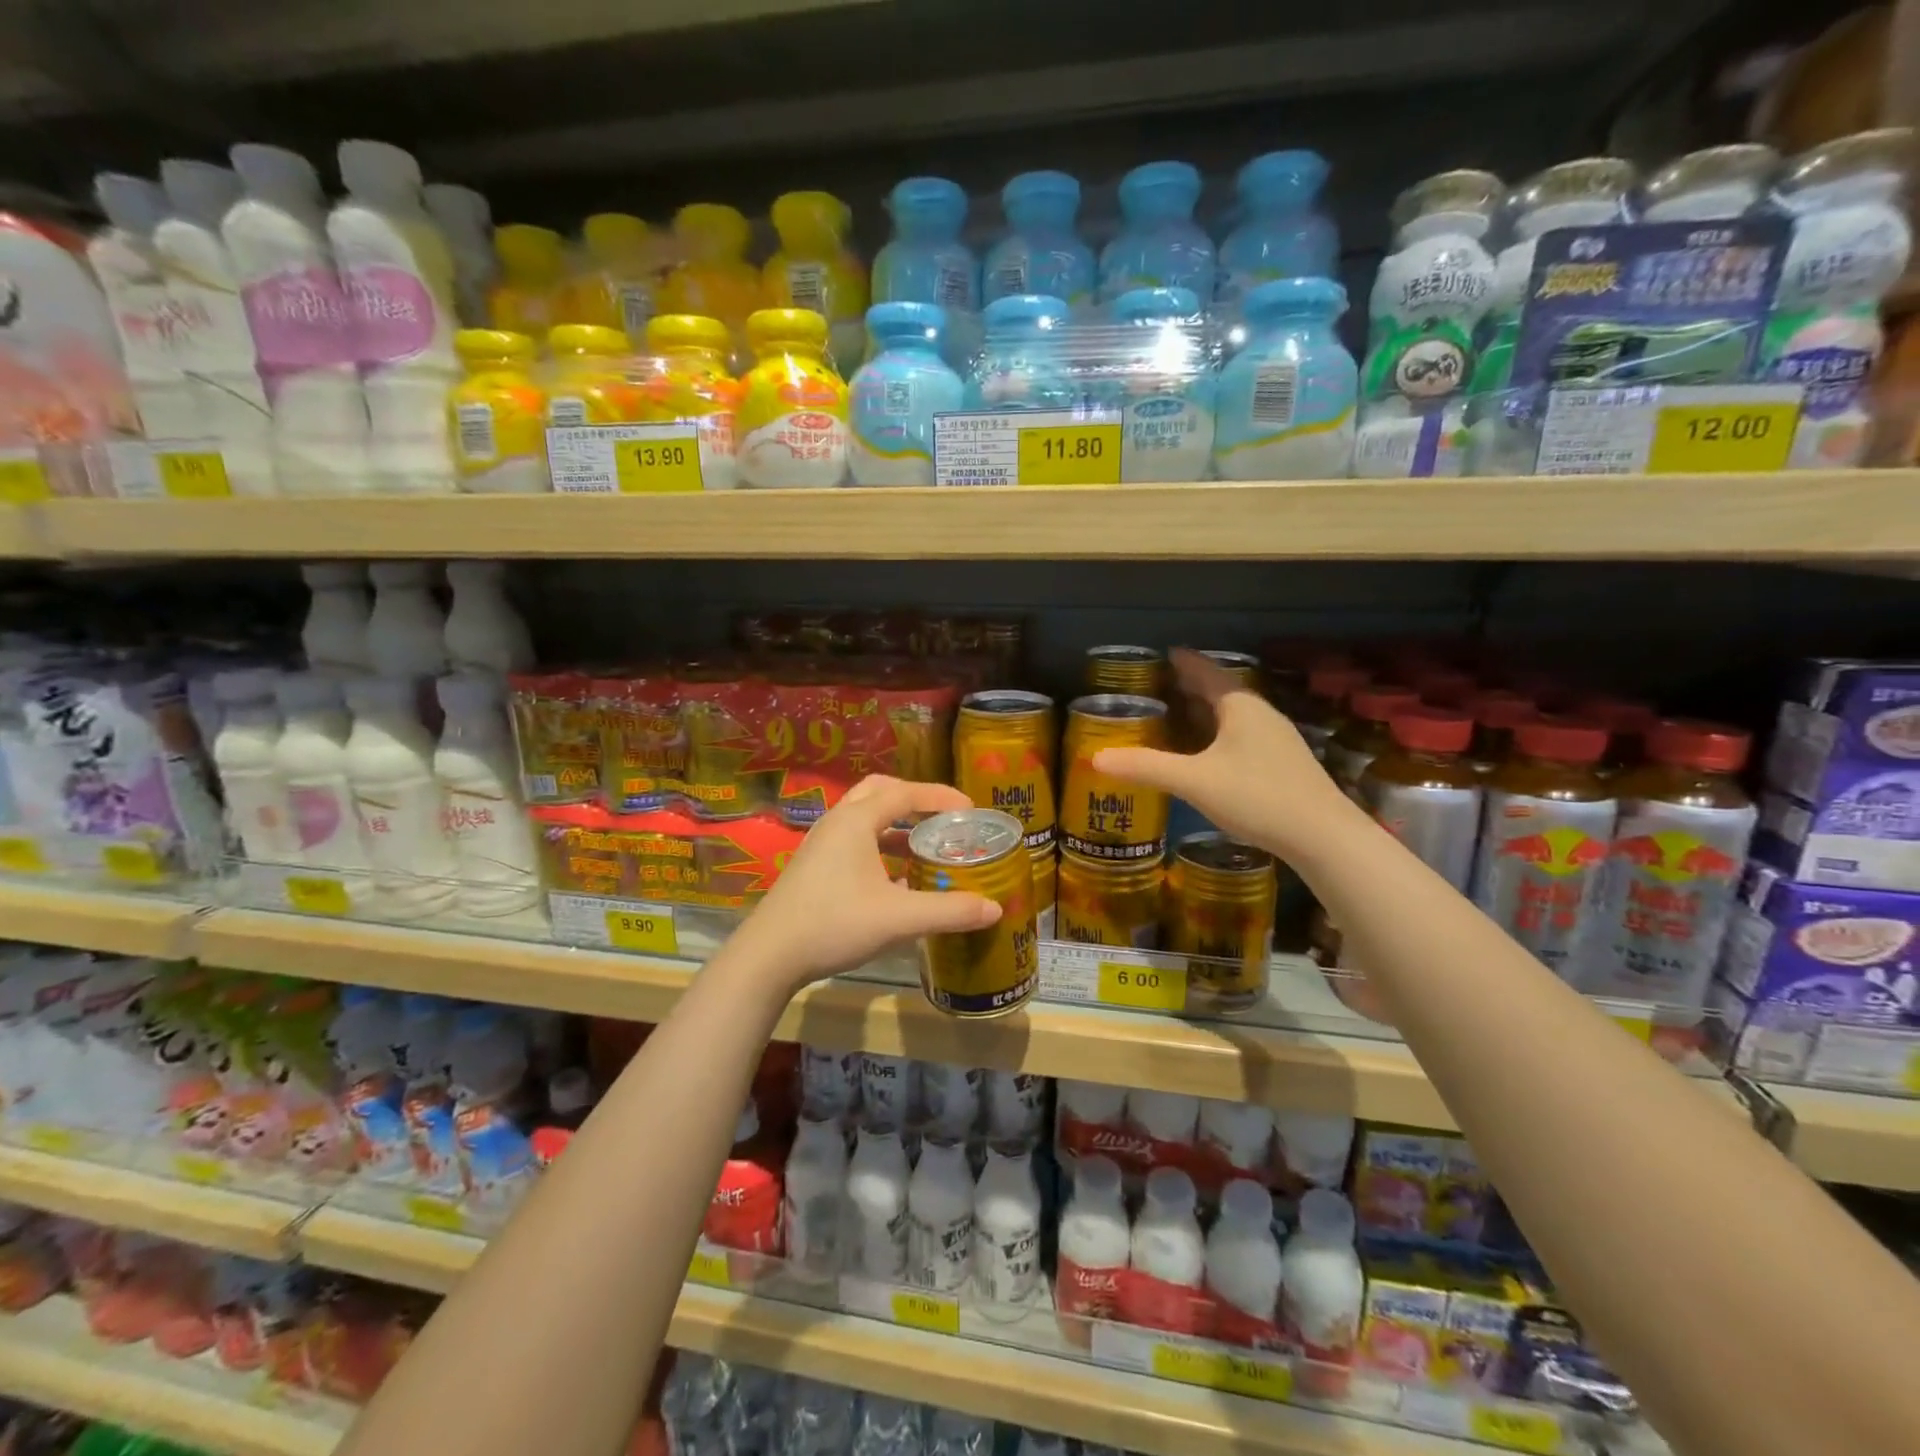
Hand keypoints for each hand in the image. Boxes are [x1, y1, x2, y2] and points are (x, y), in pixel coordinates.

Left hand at [728, 775, 1002, 992]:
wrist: (769, 955)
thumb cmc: (834, 924)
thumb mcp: (899, 919)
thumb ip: (949, 911)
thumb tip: (995, 909)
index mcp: (856, 820)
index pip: (905, 792)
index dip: (941, 796)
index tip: (971, 808)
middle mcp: (837, 822)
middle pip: (880, 792)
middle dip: (914, 799)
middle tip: (943, 818)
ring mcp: (821, 843)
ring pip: (865, 817)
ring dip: (897, 825)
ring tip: (926, 846)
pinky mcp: (814, 865)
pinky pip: (854, 840)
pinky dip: (880, 846)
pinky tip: (897, 879)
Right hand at [1093, 647, 1362, 861]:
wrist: (1323, 835)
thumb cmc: (1256, 796)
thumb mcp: (1194, 781)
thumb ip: (1146, 768)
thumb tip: (1095, 759)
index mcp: (1240, 706)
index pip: (1206, 672)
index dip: (1183, 661)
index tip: (1163, 653)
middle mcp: (1260, 713)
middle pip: (1221, 691)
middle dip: (1192, 686)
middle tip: (1161, 685)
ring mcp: (1276, 738)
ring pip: (1234, 715)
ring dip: (1207, 711)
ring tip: (1180, 714)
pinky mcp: (1283, 762)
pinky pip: (1243, 735)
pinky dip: (1219, 733)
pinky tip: (1210, 751)